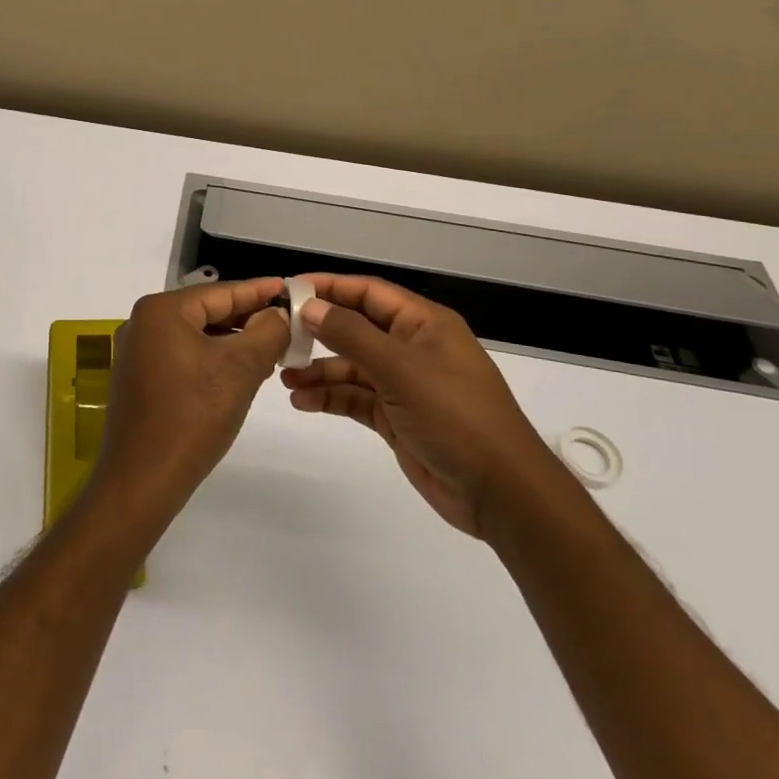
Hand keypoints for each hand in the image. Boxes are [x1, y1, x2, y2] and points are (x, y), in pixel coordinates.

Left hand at [87, 278, 289, 528]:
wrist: (142, 479)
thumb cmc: (193, 416)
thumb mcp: (240, 369)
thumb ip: (266, 332)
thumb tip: (278, 314)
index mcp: (161, 310)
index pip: (221, 292)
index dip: (258, 291)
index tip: (289, 287)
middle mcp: (142, 323)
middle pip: (206, 311)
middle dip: (246, 318)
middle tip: (286, 323)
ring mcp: (136, 352)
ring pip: (195, 335)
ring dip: (231, 341)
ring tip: (269, 349)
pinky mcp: (137, 379)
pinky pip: (181, 356)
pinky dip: (210, 359)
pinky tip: (236, 373)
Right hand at [281, 275, 559, 538]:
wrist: (500, 491)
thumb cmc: (455, 415)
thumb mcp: (401, 369)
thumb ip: (351, 335)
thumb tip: (310, 307)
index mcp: (423, 324)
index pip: (368, 292)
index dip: (329, 287)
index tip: (289, 289)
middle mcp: (412, 348)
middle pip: (356, 328)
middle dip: (318, 330)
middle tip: (278, 335)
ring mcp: (404, 384)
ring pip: (351, 366)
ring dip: (319, 369)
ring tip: (283, 377)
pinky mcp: (396, 417)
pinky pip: (355, 398)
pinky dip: (330, 397)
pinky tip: (303, 401)